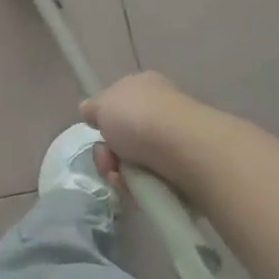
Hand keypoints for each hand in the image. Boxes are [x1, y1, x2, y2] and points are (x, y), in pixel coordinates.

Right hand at [81, 71, 239, 195]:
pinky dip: (142, 190)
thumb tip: (90, 112)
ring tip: (122, 180)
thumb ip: (93, 109)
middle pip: (124, 138)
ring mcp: (177, 143)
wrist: (186, 150)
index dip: (104, 120)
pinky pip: (155, 184)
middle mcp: (163, 111)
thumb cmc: (139, 118)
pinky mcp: (188, 172)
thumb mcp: (101, 104)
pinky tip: (138, 191)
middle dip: (109, 153)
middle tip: (107, 161)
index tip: (97, 132)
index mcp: (145, 87)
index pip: (119, 104)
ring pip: (137, 164)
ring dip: (121, 175)